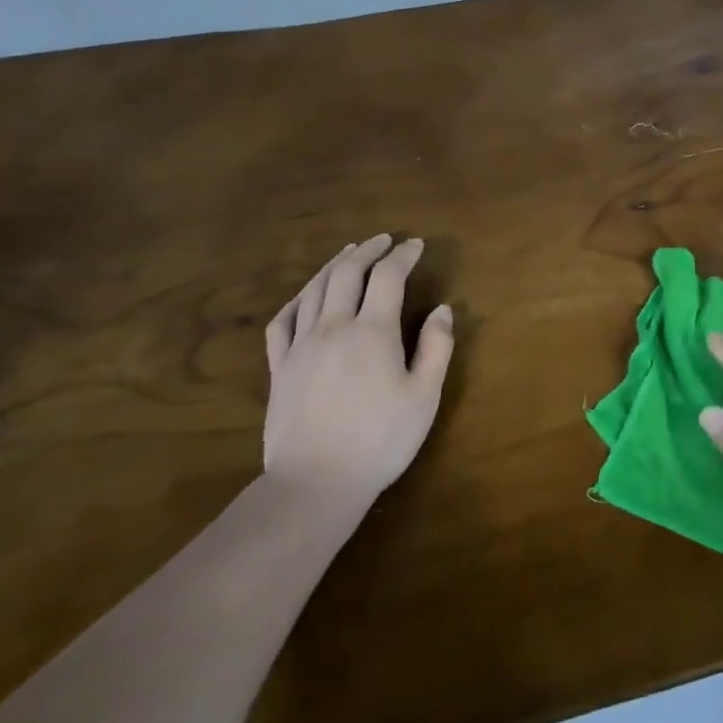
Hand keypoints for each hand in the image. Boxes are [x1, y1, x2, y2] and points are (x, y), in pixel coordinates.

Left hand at [261, 235, 454, 514]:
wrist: (316, 482)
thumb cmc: (380, 440)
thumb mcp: (424, 396)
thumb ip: (436, 348)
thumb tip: (443, 309)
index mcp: (372, 331)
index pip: (387, 276)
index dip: (403, 255)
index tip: (415, 245)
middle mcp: (333, 327)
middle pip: (347, 273)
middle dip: (367, 250)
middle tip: (384, 240)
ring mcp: (300, 346)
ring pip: (314, 289)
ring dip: (334, 265)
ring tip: (348, 253)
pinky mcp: (280, 367)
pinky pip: (282, 320)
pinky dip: (297, 298)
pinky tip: (306, 296)